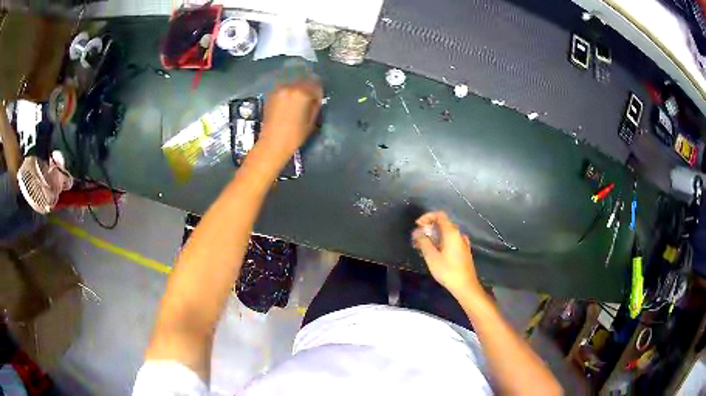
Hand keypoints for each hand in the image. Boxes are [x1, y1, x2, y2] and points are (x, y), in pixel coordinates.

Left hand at [260, 80, 322, 156]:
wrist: (272, 143)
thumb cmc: (295, 135)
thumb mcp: (311, 121)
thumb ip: (315, 105)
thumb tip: (316, 99)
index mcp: (302, 93)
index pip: (316, 84)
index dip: (319, 92)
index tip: (318, 100)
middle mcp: (290, 87)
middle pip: (304, 81)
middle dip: (308, 89)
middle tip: (309, 100)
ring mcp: (279, 90)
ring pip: (293, 84)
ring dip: (298, 90)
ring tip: (298, 102)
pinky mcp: (271, 95)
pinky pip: (284, 89)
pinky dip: (289, 93)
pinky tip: (289, 104)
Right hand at [412, 212, 482, 297]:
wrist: (465, 286)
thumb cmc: (448, 271)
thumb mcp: (432, 257)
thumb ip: (424, 242)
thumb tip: (417, 232)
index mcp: (452, 233)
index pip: (440, 215)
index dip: (427, 217)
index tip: (417, 225)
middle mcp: (458, 234)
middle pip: (442, 224)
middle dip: (428, 229)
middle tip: (416, 239)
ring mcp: (462, 243)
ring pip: (446, 234)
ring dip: (433, 237)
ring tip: (421, 247)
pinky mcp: (463, 251)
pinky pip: (450, 241)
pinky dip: (440, 242)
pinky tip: (433, 253)